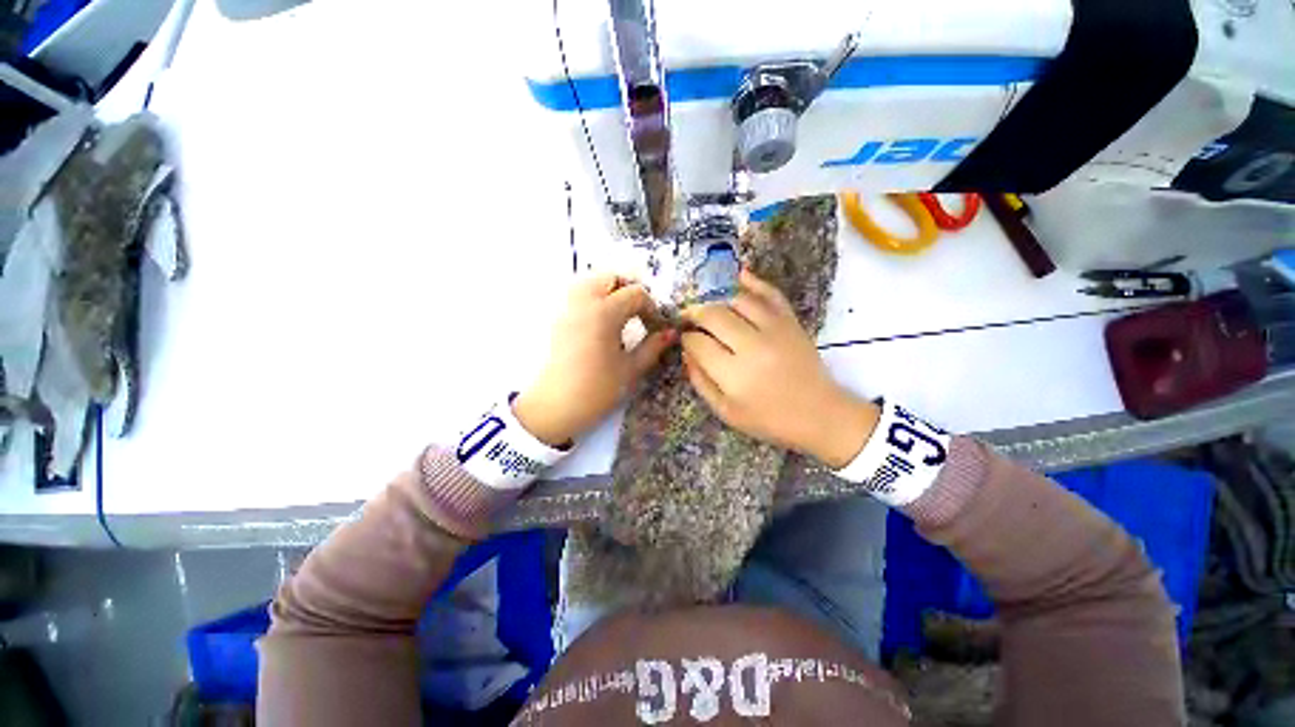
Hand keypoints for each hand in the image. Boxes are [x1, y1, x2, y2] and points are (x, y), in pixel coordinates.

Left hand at [513, 273, 674, 446]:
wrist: (556, 407)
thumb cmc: (597, 389)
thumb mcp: (631, 369)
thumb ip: (653, 347)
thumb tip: (670, 333)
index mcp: (604, 312)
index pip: (635, 294)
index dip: (651, 308)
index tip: (656, 327)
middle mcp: (584, 303)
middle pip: (610, 279)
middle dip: (630, 291)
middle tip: (641, 313)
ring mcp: (568, 309)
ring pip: (591, 283)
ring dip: (611, 291)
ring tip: (623, 315)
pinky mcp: (559, 320)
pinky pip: (578, 296)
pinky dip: (595, 299)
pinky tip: (604, 322)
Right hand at [680, 269, 878, 468]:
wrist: (820, 414)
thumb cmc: (769, 419)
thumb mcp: (726, 412)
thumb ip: (701, 382)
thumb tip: (686, 353)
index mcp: (734, 375)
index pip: (699, 343)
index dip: (686, 338)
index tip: (684, 338)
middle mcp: (753, 346)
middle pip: (713, 315)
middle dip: (694, 313)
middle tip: (689, 317)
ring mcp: (775, 329)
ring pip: (737, 300)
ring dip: (717, 298)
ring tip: (708, 305)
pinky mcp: (791, 322)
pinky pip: (770, 294)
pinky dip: (754, 281)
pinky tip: (739, 274)